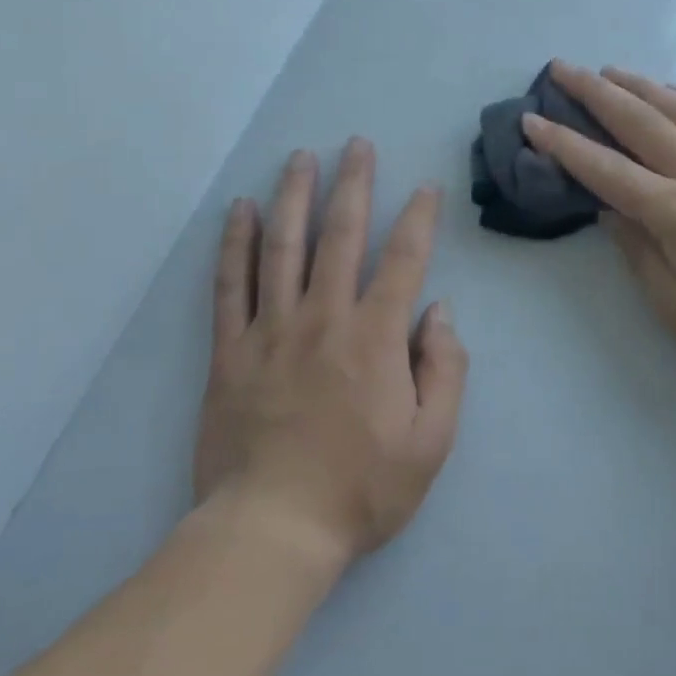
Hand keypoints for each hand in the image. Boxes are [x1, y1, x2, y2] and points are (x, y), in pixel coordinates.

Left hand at [193, 139, 466, 566]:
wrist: (272, 530)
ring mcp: (271, 330)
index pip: (403, 261)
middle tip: (357, 145)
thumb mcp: (432, 441)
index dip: (418, 219)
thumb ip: (445, 369)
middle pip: (340, 236)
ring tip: (301, 157)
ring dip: (294, 196)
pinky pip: (231, 285)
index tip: (425, 187)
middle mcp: (323, 319)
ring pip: (283, 247)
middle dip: (354, 185)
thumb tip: (438, 311)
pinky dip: (236, 243)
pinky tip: (240, 210)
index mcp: (375, 338)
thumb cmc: (361, 489)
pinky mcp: (229, 351)